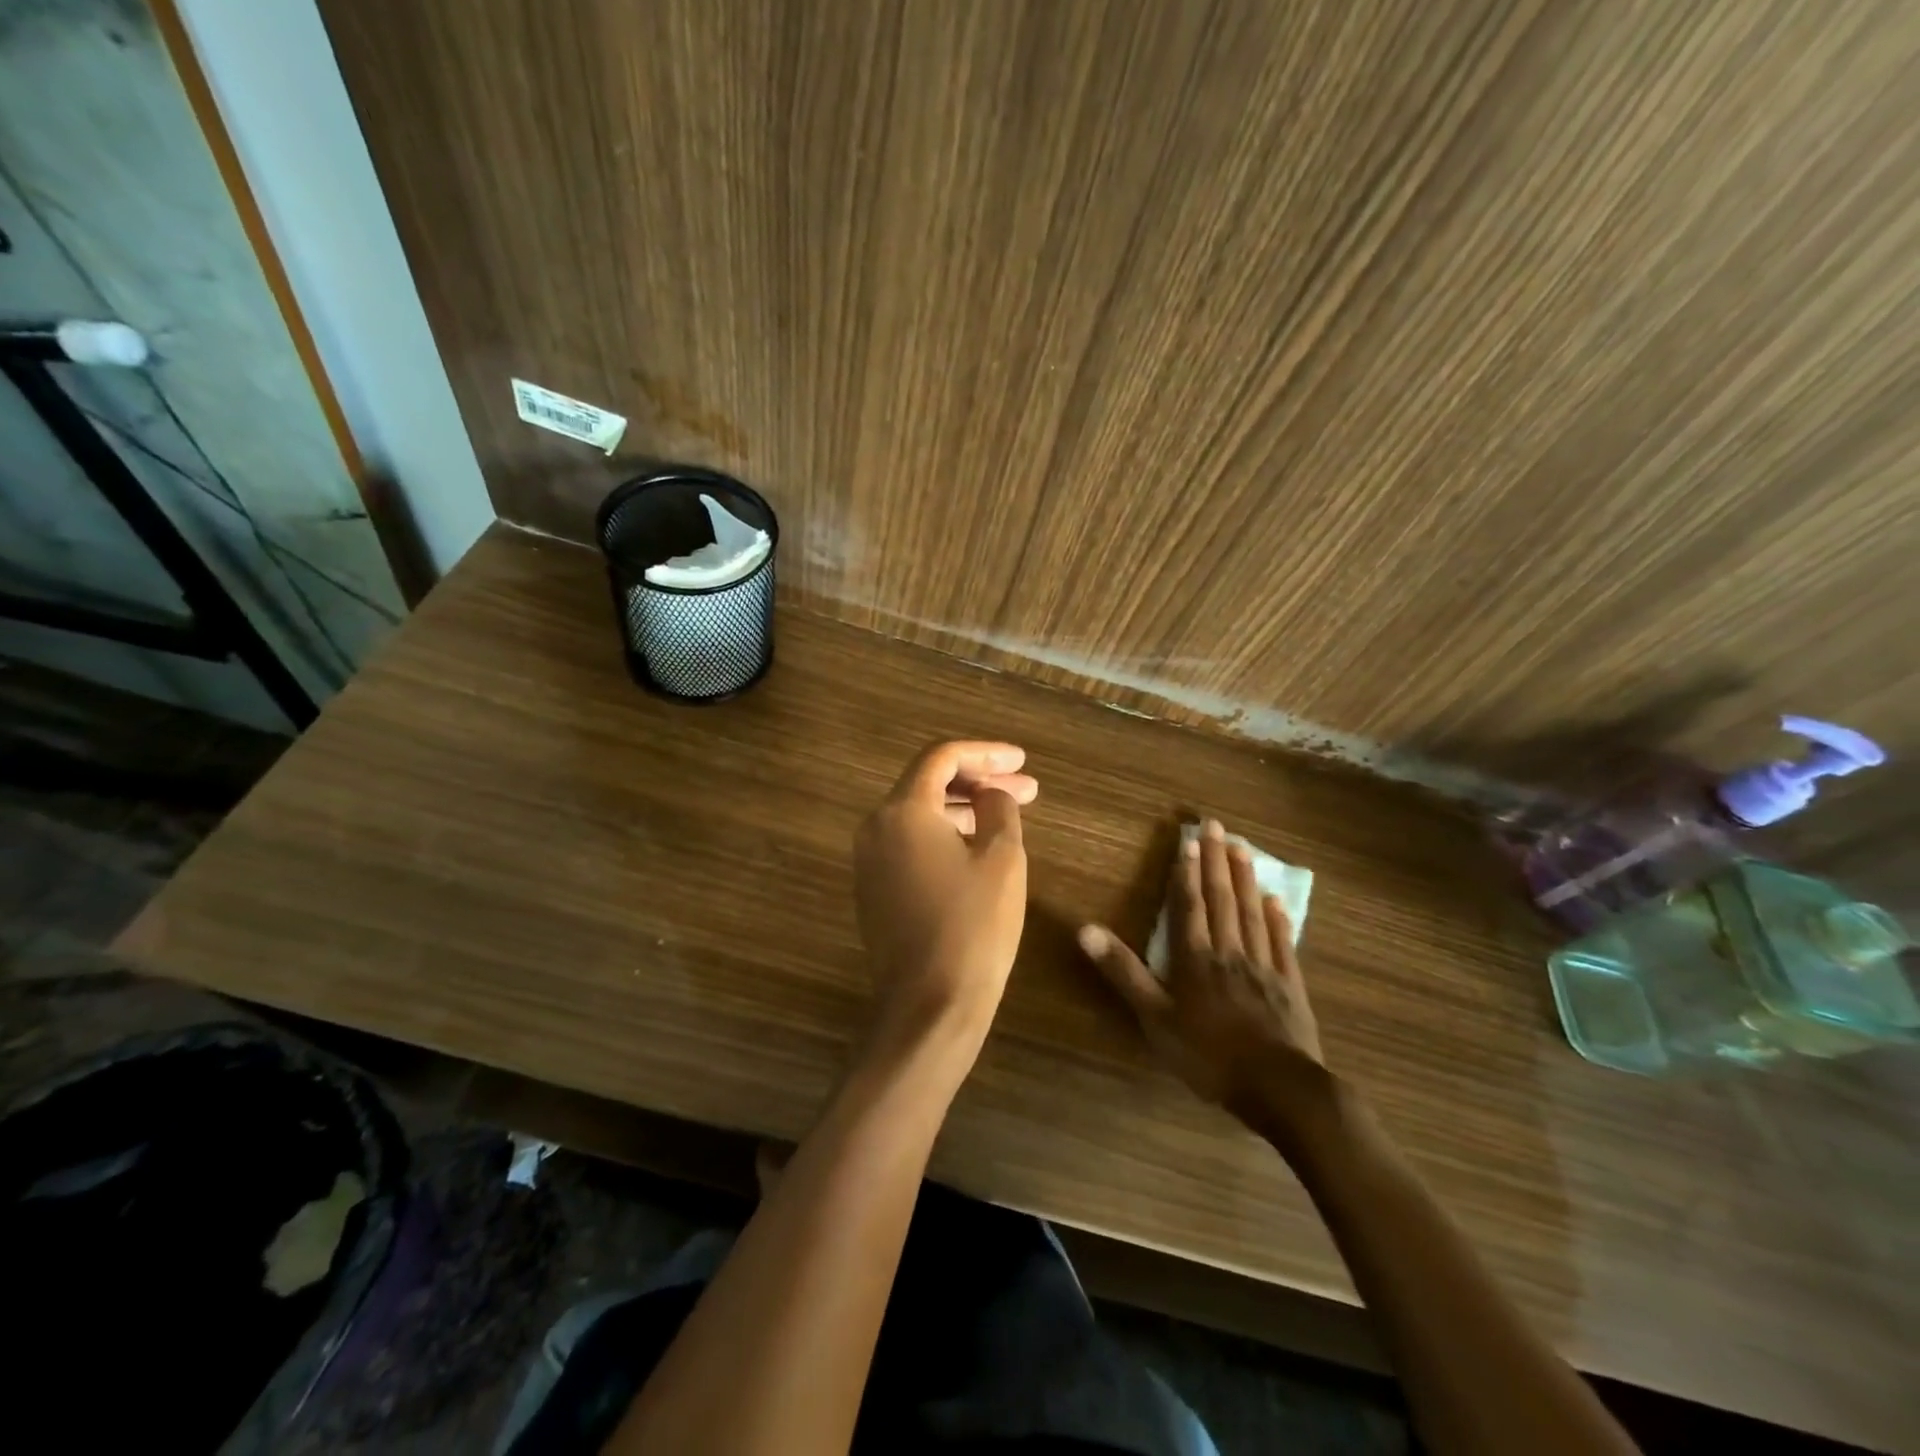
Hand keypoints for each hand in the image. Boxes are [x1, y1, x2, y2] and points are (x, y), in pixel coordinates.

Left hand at [854, 741, 1037, 1067]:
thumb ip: (998, 809)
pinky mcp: (874, 890)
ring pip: (919, 815)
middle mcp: (876, 828)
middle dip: (980, 780)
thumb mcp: (1001, 859)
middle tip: (1026, 789)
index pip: (941, 758)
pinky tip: (978, 846)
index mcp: (903, 811)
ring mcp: (869, 861)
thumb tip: (991, 795)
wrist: (928, 1007)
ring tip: (1008, 815)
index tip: (1022, 761)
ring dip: (964, 808)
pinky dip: (945, 835)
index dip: (986, 753)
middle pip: (928, 783)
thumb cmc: (973, 928)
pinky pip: (910, 844)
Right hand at [1077, 818, 1323, 1127]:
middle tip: (1217, 826)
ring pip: (1251, 913)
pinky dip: (1277, 918)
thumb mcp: (1155, 1018)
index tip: (1188, 840)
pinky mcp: (1290, 985)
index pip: (1189, 906)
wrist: (1279, 1089)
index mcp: (1196, 959)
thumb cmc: (1209, 1055)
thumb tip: (1086, 930)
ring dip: (1245, 879)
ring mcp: (1264, 966)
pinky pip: (1281, 942)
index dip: (1187, 873)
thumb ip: (1123, 972)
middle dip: (1216, 861)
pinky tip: (1275, 900)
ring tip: (1242, 848)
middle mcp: (1229, 952)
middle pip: (1222, 899)